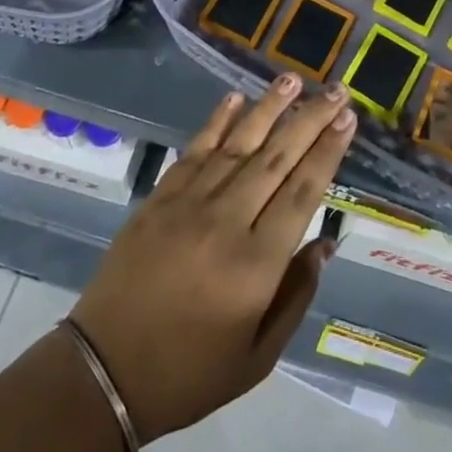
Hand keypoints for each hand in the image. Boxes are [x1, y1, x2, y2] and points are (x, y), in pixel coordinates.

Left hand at [69, 74, 353, 444]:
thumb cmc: (189, 373)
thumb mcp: (257, 358)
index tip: (347, 119)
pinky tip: (236, 98)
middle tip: (336, 89)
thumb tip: (325, 243)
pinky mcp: (159, 197)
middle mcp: (226, 221)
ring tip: (293, 78)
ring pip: (238, 144)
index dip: (327, 151)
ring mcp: (189, 203)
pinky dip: (217, 121)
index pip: (302, 192)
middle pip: (277, 158)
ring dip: (269, 108)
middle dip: (310, 120)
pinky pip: (195, 150)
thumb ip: (296, 296)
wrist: (104, 371)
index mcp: (255, 265)